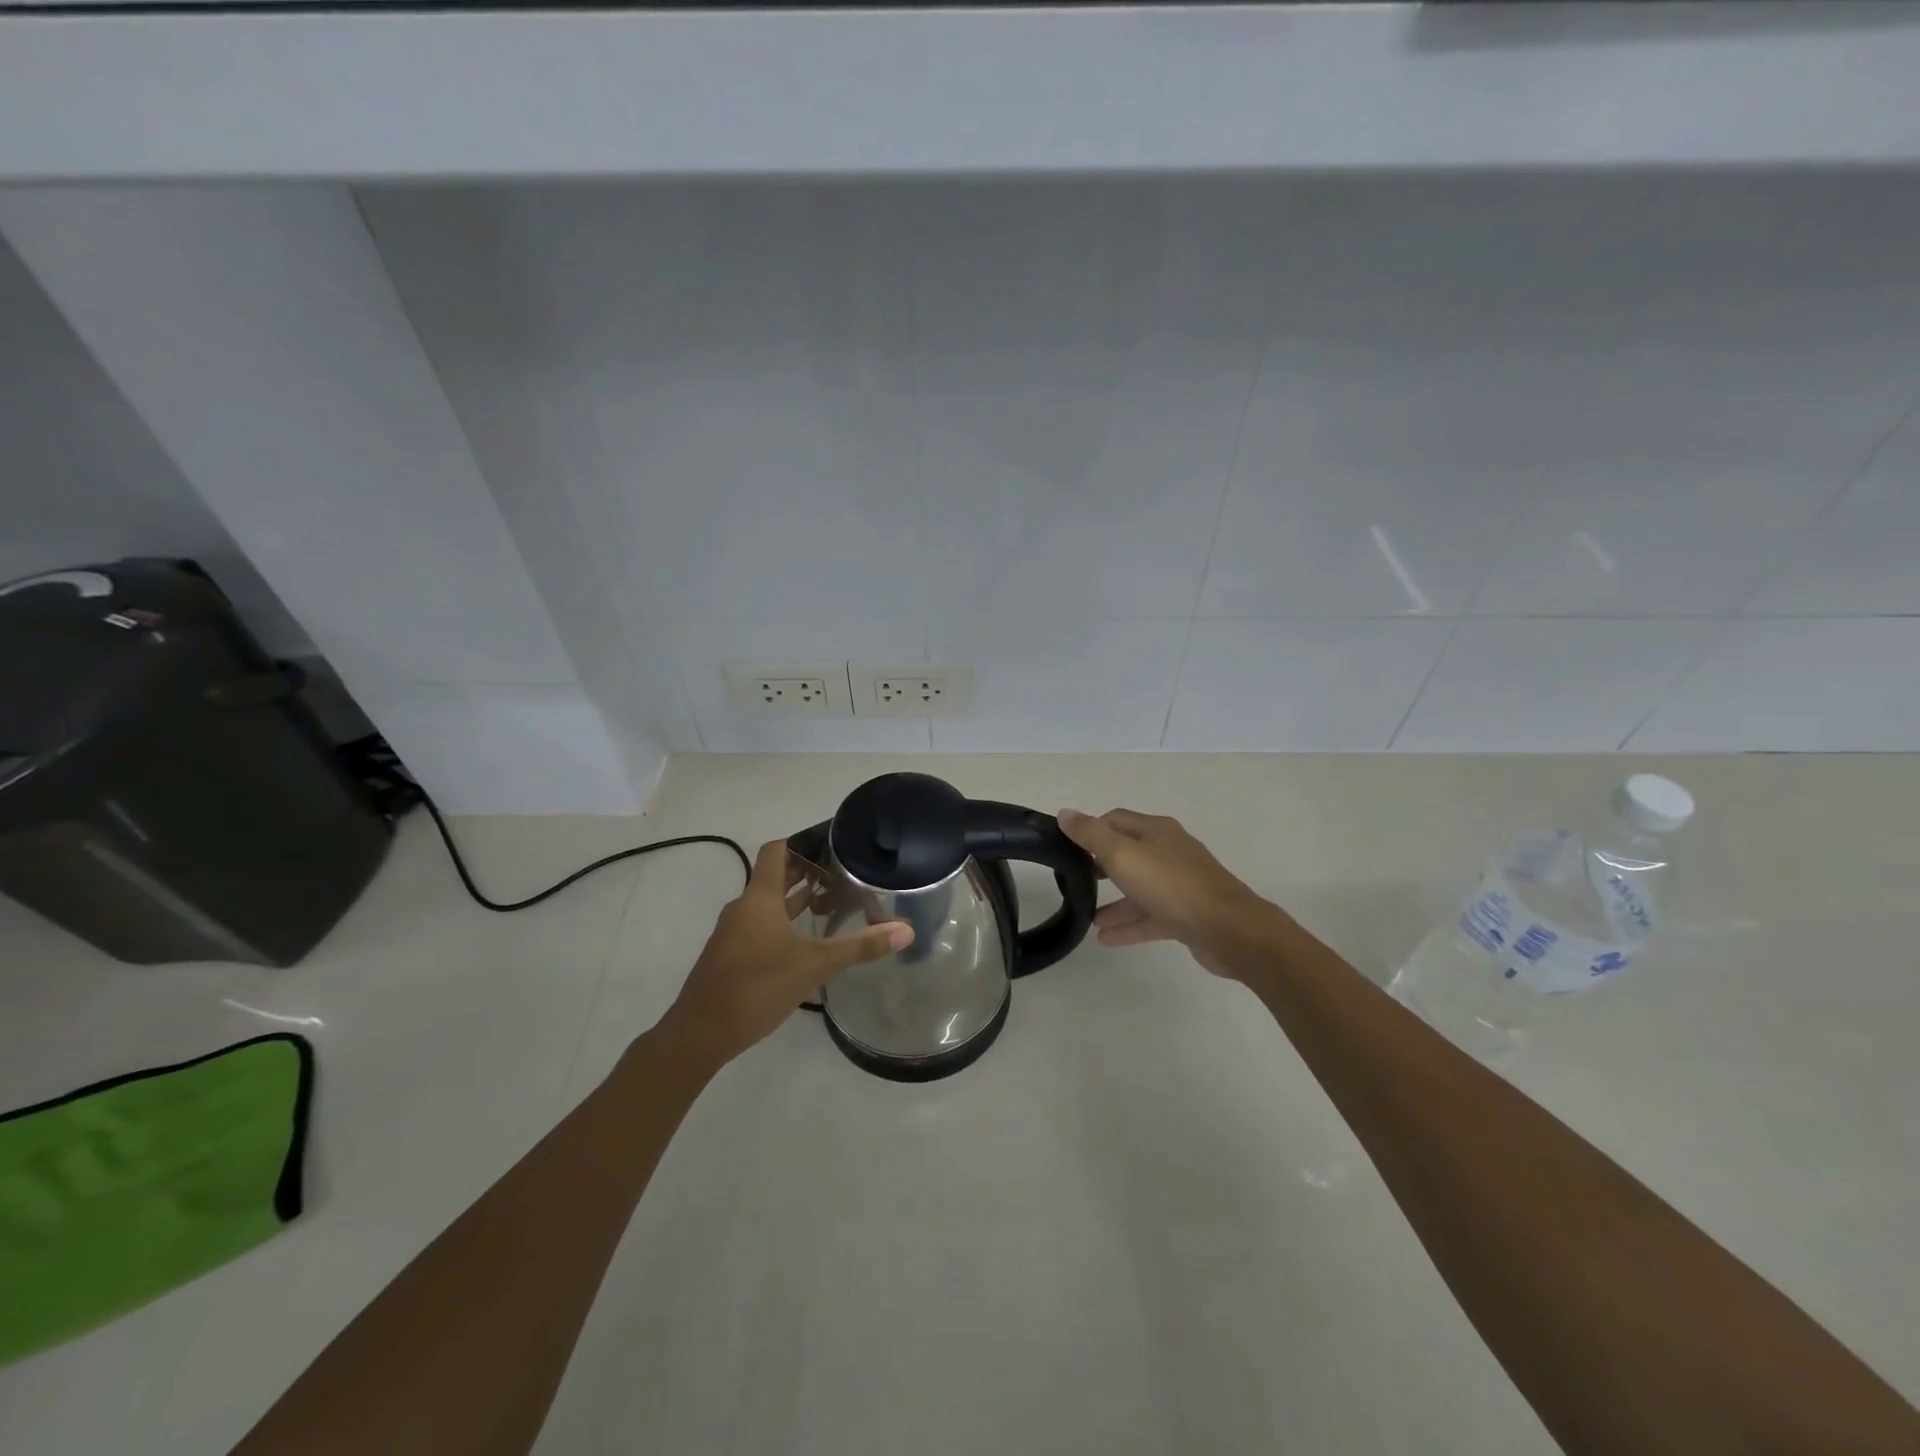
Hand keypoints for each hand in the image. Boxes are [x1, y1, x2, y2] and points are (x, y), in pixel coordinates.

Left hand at [658, 840, 911, 1068]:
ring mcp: (735, 933)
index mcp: (759, 898)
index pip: (776, 850)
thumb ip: (859, 947)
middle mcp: (744, 908)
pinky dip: (785, 922)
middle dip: (807, 872)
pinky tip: (808, 940)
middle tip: (844, 872)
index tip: (832, 843)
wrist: (699, 1035)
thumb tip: (905, 930)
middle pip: (775, 876)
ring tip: (833, 901)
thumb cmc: (756, 987)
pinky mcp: (732, 955)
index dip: (802, 841)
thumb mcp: (814, 965)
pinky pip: (761, 925)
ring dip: (797, 899)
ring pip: (769, 904)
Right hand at [1057, 808, 1269, 978]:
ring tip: (1087, 917)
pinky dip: (1128, 925)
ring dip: (1113, 901)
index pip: (1115, 820)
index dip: (1090, 830)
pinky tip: (1105, 939)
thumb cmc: (1171, 885)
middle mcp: (1169, 852)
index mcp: (1156, 831)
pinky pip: (1150, 916)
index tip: (1067, 847)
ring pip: (1139, 888)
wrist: (1229, 930)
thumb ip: (1091, 835)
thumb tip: (1064, 812)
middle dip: (1100, 864)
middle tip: (1075, 879)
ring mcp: (1180, 884)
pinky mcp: (1187, 914)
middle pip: (1128, 852)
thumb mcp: (1122, 854)